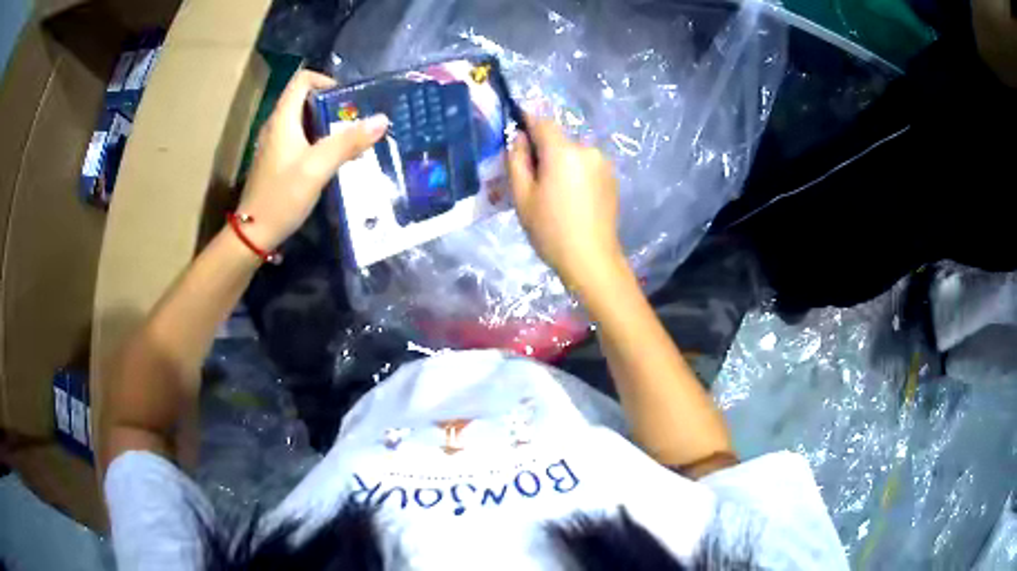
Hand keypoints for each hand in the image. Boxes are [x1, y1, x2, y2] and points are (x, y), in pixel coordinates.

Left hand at [237, 70, 388, 251]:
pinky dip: (318, 142)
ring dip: (328, 125)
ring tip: (350, 141)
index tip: (347, 99)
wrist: (253, 235)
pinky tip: (332, 161)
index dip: (326, 80)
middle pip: (305, 99)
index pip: (302, 80)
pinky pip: (300, 139)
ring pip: (304, 121)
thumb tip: (382, 119)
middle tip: (356, 122)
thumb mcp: (317, 168)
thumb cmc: (282, 197)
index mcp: (283, 119)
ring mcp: (275, 144)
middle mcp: (276, 126)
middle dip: (333, 105)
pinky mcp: (277, 161)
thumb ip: (348, 142)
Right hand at [508, 117, 623, 288]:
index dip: (527, 121)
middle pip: (559, 140)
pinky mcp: (612, 178)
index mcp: (563, 152)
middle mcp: (587, 150)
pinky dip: (576, 173)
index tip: (516, 129)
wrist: (592, 260)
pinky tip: (573, 199)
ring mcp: (603, 164)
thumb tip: (519, 138)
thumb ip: (517, 161)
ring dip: (562, 163)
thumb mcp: (522, 197)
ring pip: (573, 154)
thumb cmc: (551, 230)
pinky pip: (587, 166)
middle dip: (544, 151)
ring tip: (554, 194)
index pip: (542, 122)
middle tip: (533, 179)